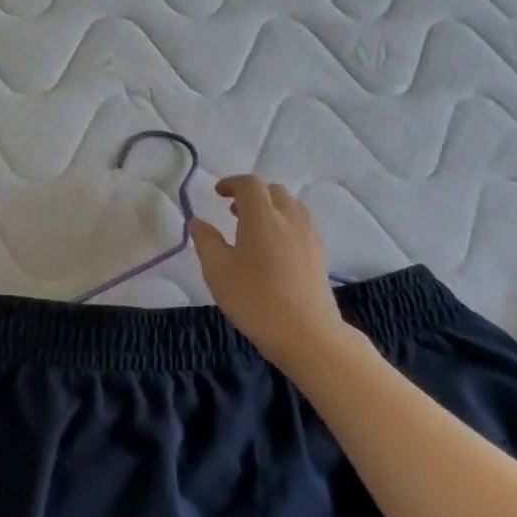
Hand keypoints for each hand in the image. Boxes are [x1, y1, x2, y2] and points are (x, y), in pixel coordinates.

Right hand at [191, 176, 347, 364]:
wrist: (305, 333)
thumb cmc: (254, 298)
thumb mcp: (217, 270)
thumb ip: (205, 241)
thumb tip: (197, 222)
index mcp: (262, 217)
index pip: (250, 185)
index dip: (232, 183)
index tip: (217, 193)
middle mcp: (290, 219)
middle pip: (273, 191)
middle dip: (251, 194)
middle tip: (232, 210)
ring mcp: (309, 236)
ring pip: (290, 206)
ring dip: (270, 207)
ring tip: (252, 228)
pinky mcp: (319, 254)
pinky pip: (300, 224)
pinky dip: (283, 223)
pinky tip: (272, 248)